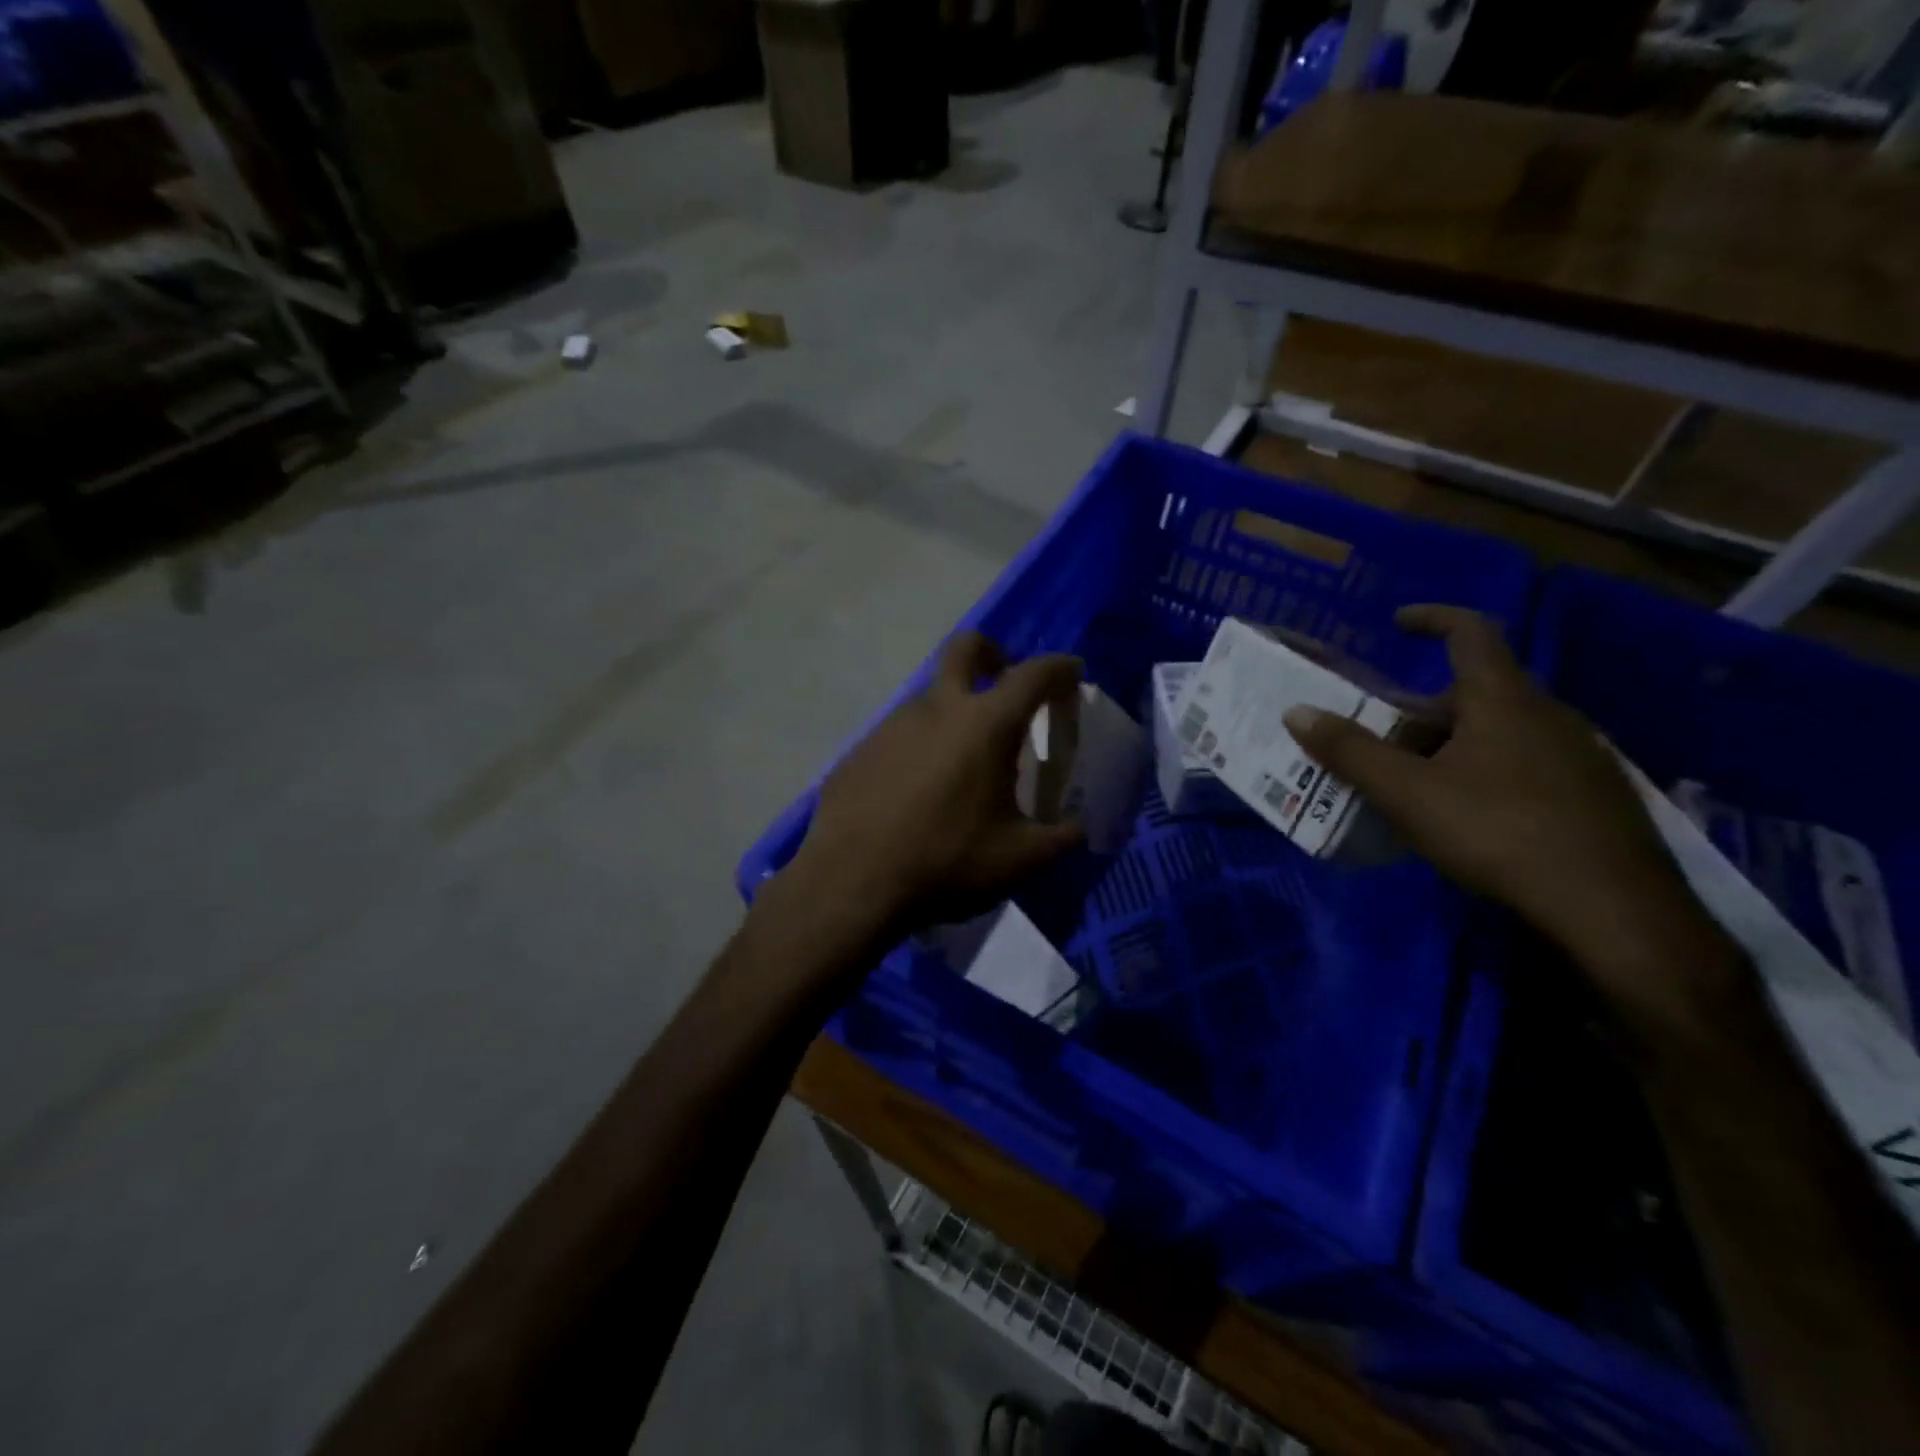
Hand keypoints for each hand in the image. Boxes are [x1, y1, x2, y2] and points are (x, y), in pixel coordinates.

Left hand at [777, 632, 1085, 938]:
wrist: (851, 882)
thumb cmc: (946, 862)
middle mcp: (937, 708)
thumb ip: (1060, 837)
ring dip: (954, 710)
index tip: (1072, 674)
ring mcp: (892, 725)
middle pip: (965, 648)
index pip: (1033, 674)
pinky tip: (919, 791)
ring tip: (964, 763)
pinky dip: (921, 746)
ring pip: (931, 697)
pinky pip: (901, 734)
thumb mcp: (1019, 859)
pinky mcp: (860, 749)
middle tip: (1005, 678)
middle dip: (993, 652)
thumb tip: (1078, 827)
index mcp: (985, 724)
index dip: (1060, 668)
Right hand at [1284, 605, 1740, 1025]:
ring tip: (1412, 782)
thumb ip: (1349, 751)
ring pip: (1500, 732)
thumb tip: (1296, 711)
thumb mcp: (1407, 792)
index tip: (1397, 622)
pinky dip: (1484, 771)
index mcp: (1504, 700)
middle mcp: (1548, 715)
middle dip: (1421, 710)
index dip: (1432, 619)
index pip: (1471, 633)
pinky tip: (1465, 816)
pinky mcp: (1593, 796)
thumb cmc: (1499, 832)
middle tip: (1381, 738)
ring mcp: (1578, 756)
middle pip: (1475, 693)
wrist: (1614, 910)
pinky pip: (1524, 764)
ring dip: (1452, 744)